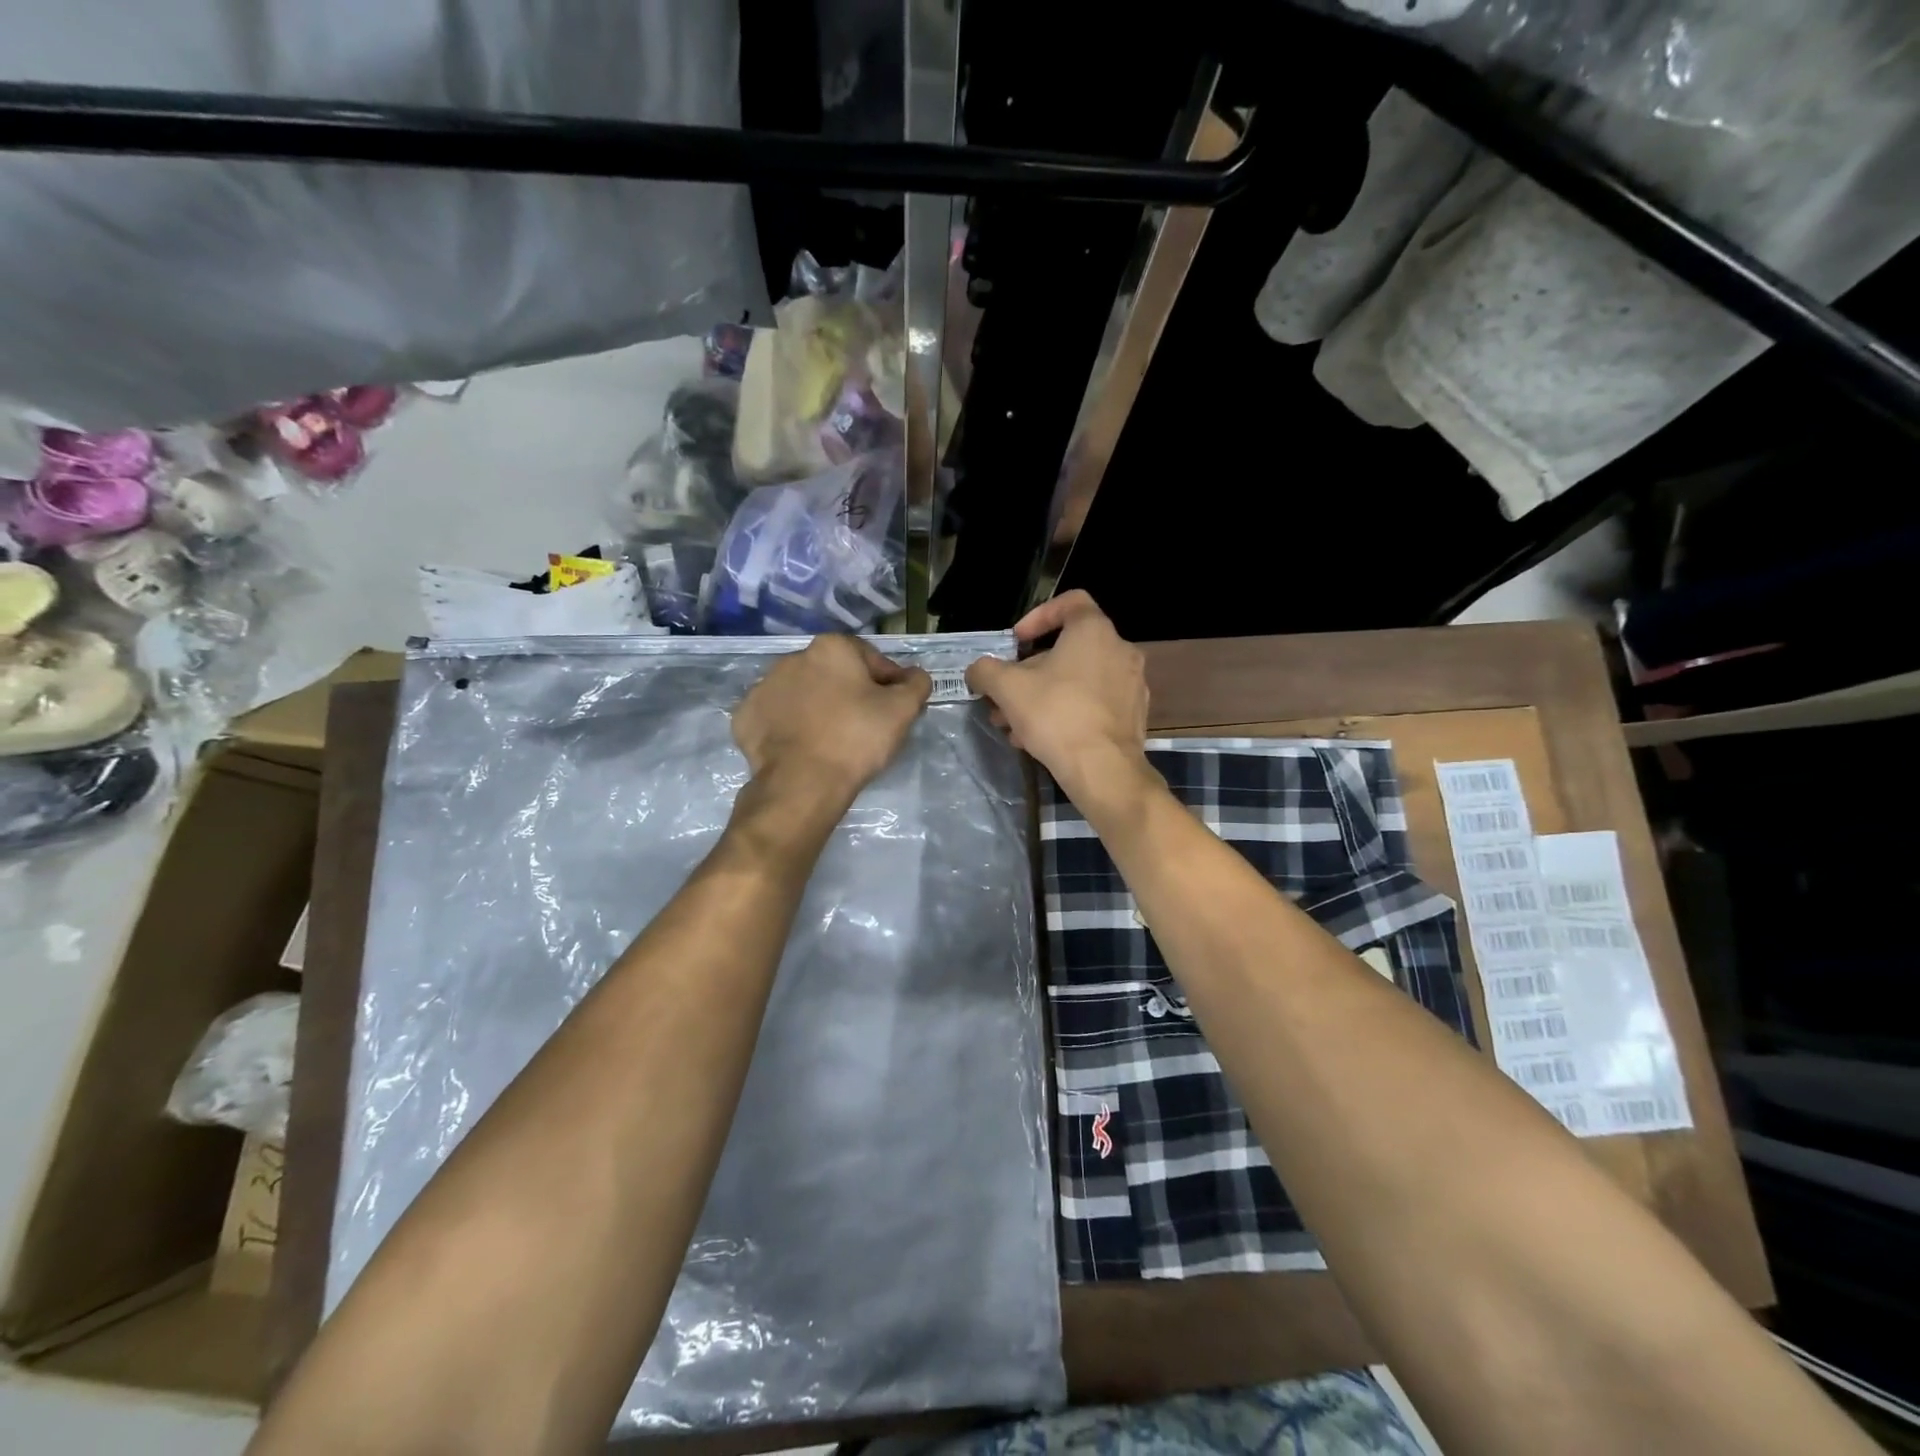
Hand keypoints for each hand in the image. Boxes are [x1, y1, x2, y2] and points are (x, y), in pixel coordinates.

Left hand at [732, 634, 931, 806]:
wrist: (803, 783)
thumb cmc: (857, 738)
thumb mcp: (903, 709)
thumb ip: (916, 684)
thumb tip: (914, 676)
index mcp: (831, 648)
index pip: (872, 660)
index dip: (889, 684)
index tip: (894, 711)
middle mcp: (793, 658)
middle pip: (834, 674)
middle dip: (850, 694)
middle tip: (864, 728)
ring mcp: (763, 687)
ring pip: (803, 695)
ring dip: (818, 709)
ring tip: (832, 741)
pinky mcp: (745, 718)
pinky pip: (777, 718)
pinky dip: (790, 729)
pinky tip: (805, 749)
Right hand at [965, 591, 1150, 807]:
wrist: (1104, 770)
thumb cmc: (1056, 715)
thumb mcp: (1007, 688)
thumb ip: (985, 671)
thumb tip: (977, 671)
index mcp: (1094, 631)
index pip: (1070, 602)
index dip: (1037, 617)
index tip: (1016, 643)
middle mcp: (1120, 650)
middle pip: (1067, 649)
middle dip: (1029, 673)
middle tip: (1005, 696)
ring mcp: (1131, 684)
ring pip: (1077, 681)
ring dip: (1042, 697)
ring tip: (1014, 726)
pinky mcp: (1133, 715)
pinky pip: (1093, 703)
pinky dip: (1066, 712)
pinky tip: (1040, 739)